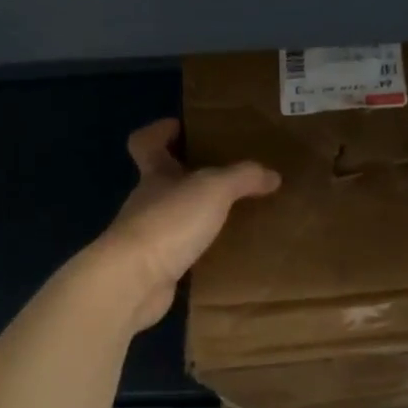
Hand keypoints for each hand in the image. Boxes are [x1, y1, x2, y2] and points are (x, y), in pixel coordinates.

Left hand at [91, 118, 280, 331]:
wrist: (135, 281)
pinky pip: (181, 251)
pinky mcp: (155, 268)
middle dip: (189, 175)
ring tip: (233, 215)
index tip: (180, 127)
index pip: (146, 143)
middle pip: (163, 180)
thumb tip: (272, 175)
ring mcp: (148, 237)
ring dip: (197, 215)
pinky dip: (199, 249)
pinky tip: (223, 252)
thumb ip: (243, 178)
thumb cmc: (169, 221)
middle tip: (226, 174)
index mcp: (154, 174)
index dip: (159, 132)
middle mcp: (147, 202)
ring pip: (174, 217)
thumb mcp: (214, 189)